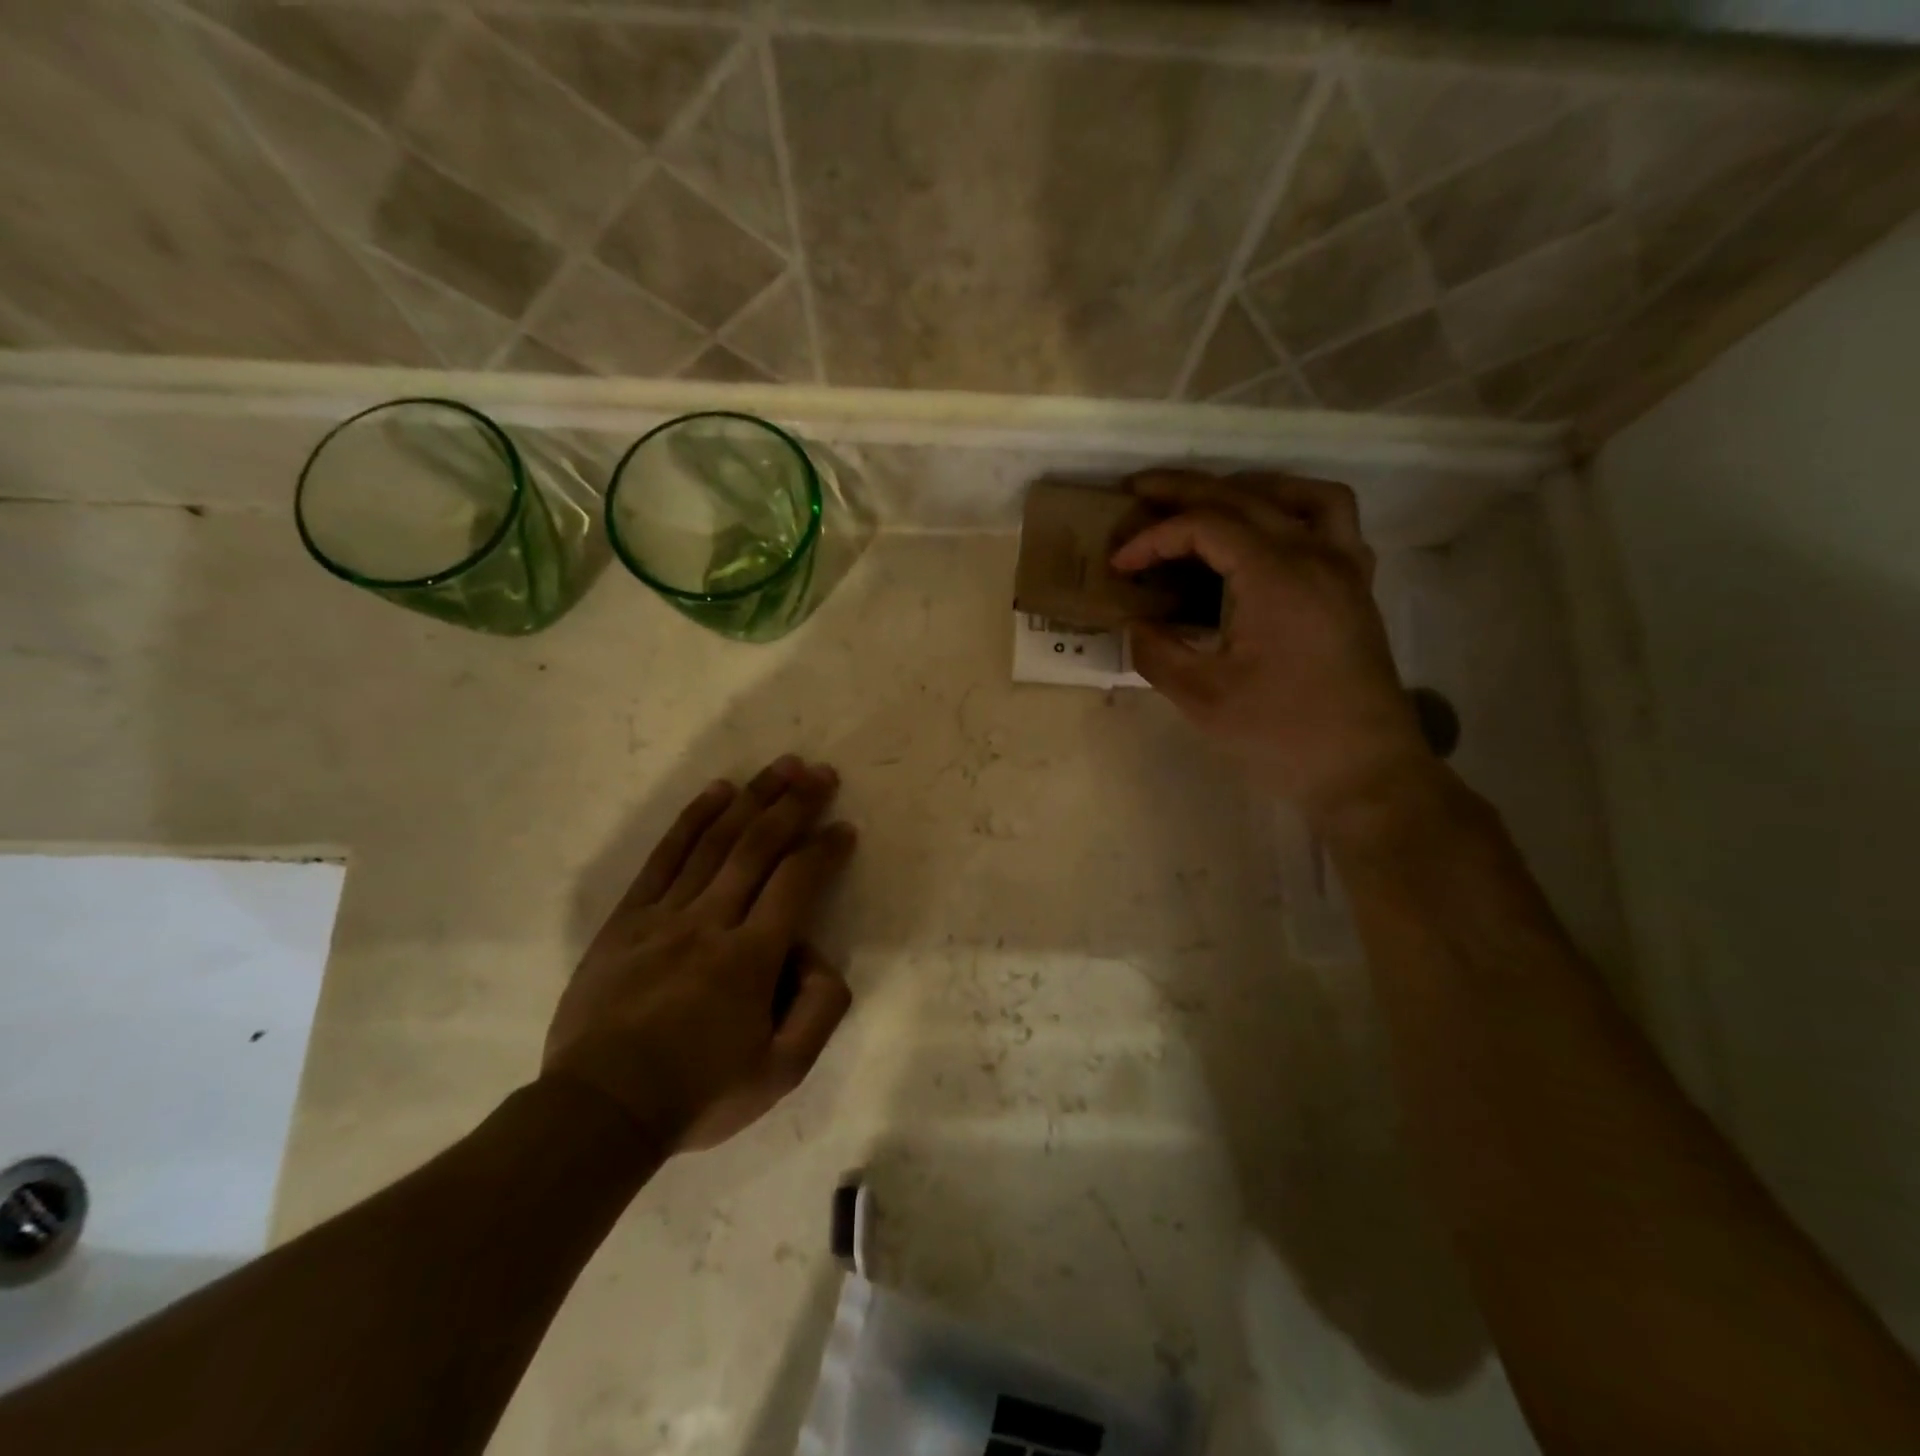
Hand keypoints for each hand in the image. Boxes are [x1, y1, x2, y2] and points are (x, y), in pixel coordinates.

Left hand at [542, 756, 856, 1153]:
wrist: (599, 1112)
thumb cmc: (696, 1094)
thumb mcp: (780, 1075)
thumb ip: (819, 1012)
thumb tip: (819, 958)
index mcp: (750, 958)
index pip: (797, 883)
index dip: (825, 849)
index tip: (844, 828)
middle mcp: (710, 922)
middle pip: (758, 847)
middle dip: (795, 804)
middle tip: (820, 772)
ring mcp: (664, 915)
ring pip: (716, 841)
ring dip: (752, 798)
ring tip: (781, 766)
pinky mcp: (628, 918)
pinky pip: (664, 857)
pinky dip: (693, 820)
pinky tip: (717, 793)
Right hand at [1112, 470, 1434, 825]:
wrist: (1365, 772)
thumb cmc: (1281, 736)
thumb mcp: (1203, 698)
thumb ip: (1158, 652)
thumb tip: (1135, 625)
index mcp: (1277, 576)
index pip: (1205, 526)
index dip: (1154, 538)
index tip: (1118, 564)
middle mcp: (1316, 555)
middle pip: (1246, 495)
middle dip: (1186, 489)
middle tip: (1139, 491)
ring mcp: (1345, 569)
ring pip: (1301, 495)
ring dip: (1250, 487)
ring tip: (1211, 502)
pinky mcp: (1357, 590)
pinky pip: (1333, 523)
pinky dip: (1294, 512)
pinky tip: (1269, 538)